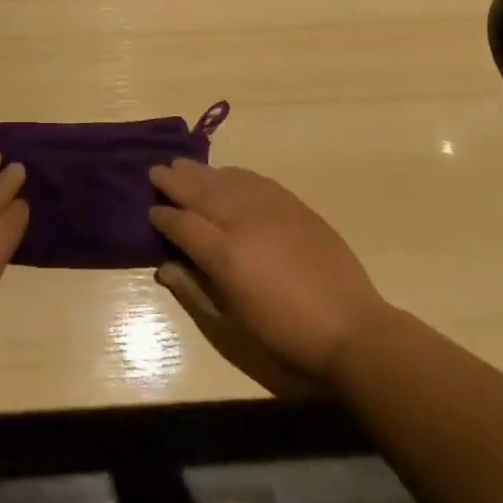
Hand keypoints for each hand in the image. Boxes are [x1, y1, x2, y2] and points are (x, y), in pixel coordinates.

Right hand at [149, 160, 388, 390]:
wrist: (351, 329)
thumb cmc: (285, 337)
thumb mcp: (232, 325)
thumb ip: (195, 291)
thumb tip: (165, 267)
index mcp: (224, 255)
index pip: (182, 225)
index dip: (163, 217)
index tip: (151, 212)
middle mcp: (242, 222)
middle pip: (199, 192)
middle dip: (174, 181)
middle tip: (156, 172)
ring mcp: (270, 209)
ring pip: (225, 180)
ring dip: (200, 172)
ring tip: (182, 164)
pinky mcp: (293, 205)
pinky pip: (254, 180)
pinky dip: (234, 174)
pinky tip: (225, 173)